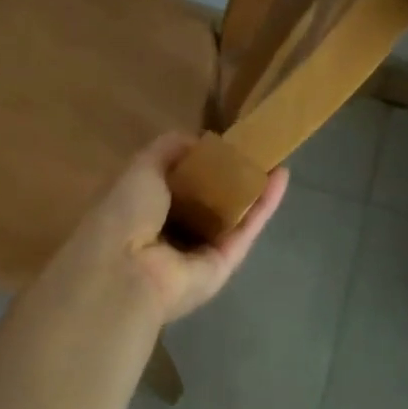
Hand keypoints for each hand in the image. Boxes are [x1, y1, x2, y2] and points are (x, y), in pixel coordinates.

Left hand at [68, 134, 287, 324]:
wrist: (126, 269)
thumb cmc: (126, 212)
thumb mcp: (142, 167)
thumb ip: (169, 149)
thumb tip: (198, 139)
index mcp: (145, 210)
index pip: (177, 185)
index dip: (198, 164)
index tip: (221, 143)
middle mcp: (171, 233)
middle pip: (208, 202)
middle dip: (230, 177)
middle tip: (255, 149)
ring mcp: (199, 253)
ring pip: (232, 216)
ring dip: (253, 189)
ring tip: (275, 157)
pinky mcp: (224, 266)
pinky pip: (246, 230)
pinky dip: (264, 205)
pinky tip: (281, 176)